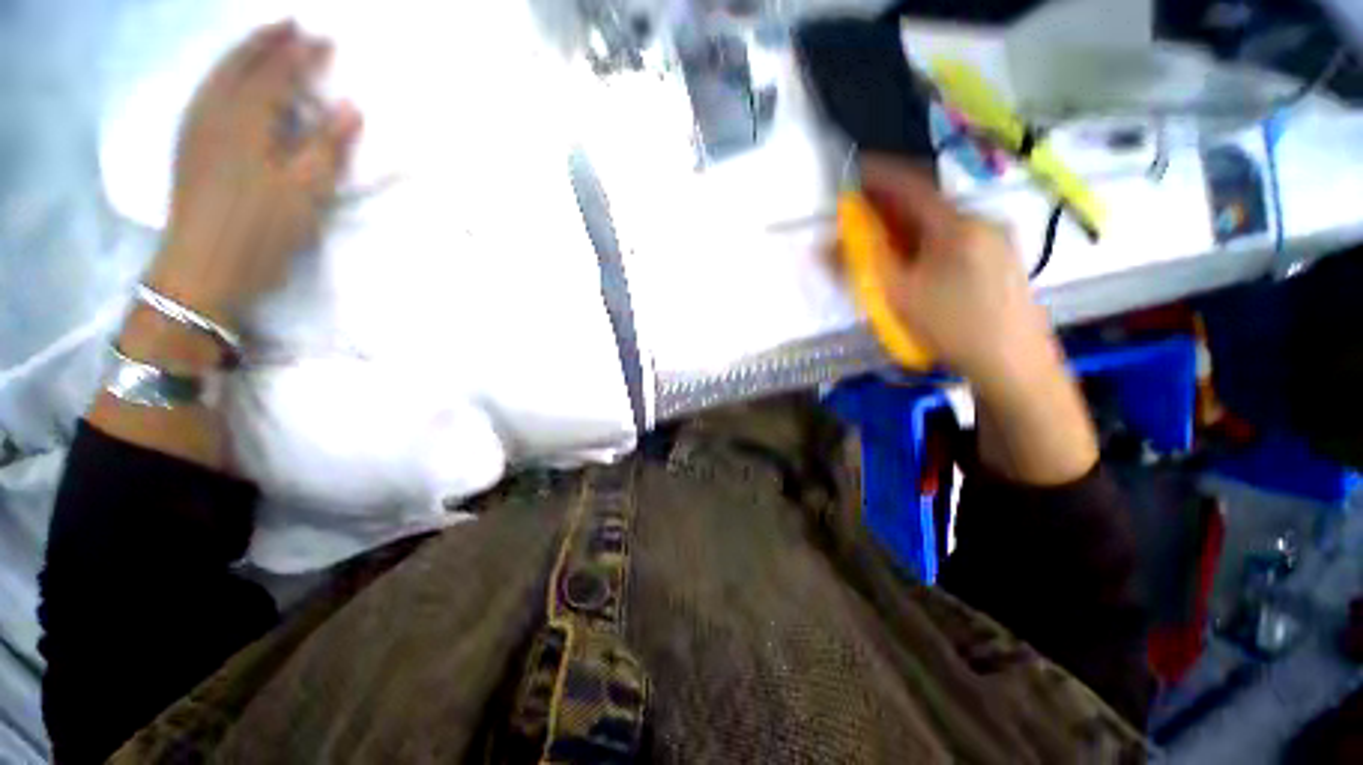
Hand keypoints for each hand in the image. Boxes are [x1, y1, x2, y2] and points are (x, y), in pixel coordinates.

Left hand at [146, 20, 361, 326]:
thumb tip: (350, 108)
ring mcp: (196, 128)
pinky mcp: (189, 147)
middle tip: (290, 23)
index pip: (277, 73)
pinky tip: (229, 77)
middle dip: (266, 40)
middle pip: (240, 64)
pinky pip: (206, 93)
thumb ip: (327, 146)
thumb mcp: (305, 192)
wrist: (203, 267)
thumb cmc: (260, 230)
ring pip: (218, 75)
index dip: (302, 54)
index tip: (326, 38)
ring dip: (242, 52)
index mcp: (245, 121)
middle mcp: (214, 112)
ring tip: (262, 40)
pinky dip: (223, 75)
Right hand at [859, 155, 1058, 395]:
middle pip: (926, 203)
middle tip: (861, 219)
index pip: (911, 185)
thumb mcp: (896, 297)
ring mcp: (997, 239)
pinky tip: (918, 265)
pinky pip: (956, 237)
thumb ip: (859, 266)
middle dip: (890, 207)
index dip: (879, 174)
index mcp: (956, 225)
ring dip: (908, 227)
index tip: (853, 172)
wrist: (1013, 364)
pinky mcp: (1002, 258)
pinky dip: (928, 241)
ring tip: (885, 246)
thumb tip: (823, 245)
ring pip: (941, 222)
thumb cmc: (952, 327)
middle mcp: (981, 221)